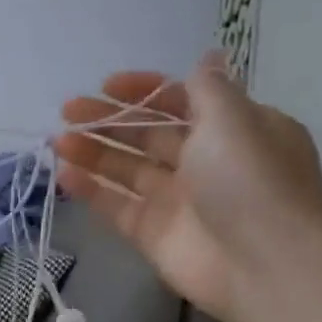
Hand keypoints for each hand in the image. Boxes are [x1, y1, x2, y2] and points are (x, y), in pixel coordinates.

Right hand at [53, 52, 321, 321]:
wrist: (264, 264)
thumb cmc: (250, 179)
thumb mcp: (233, 118)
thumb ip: (207, 88)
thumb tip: (207, 57)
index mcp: (232, 130)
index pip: (181, 101)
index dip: (145, 91)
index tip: (108, 85)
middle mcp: (204, 162)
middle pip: (148, 134)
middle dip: (109, 120)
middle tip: (68, 110)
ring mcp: (177, 200)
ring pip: (127, 169)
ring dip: (93, 152)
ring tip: (58, 141)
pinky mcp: (153, 233)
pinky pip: (116, 205)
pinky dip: (91, 190)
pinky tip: (64, 175)